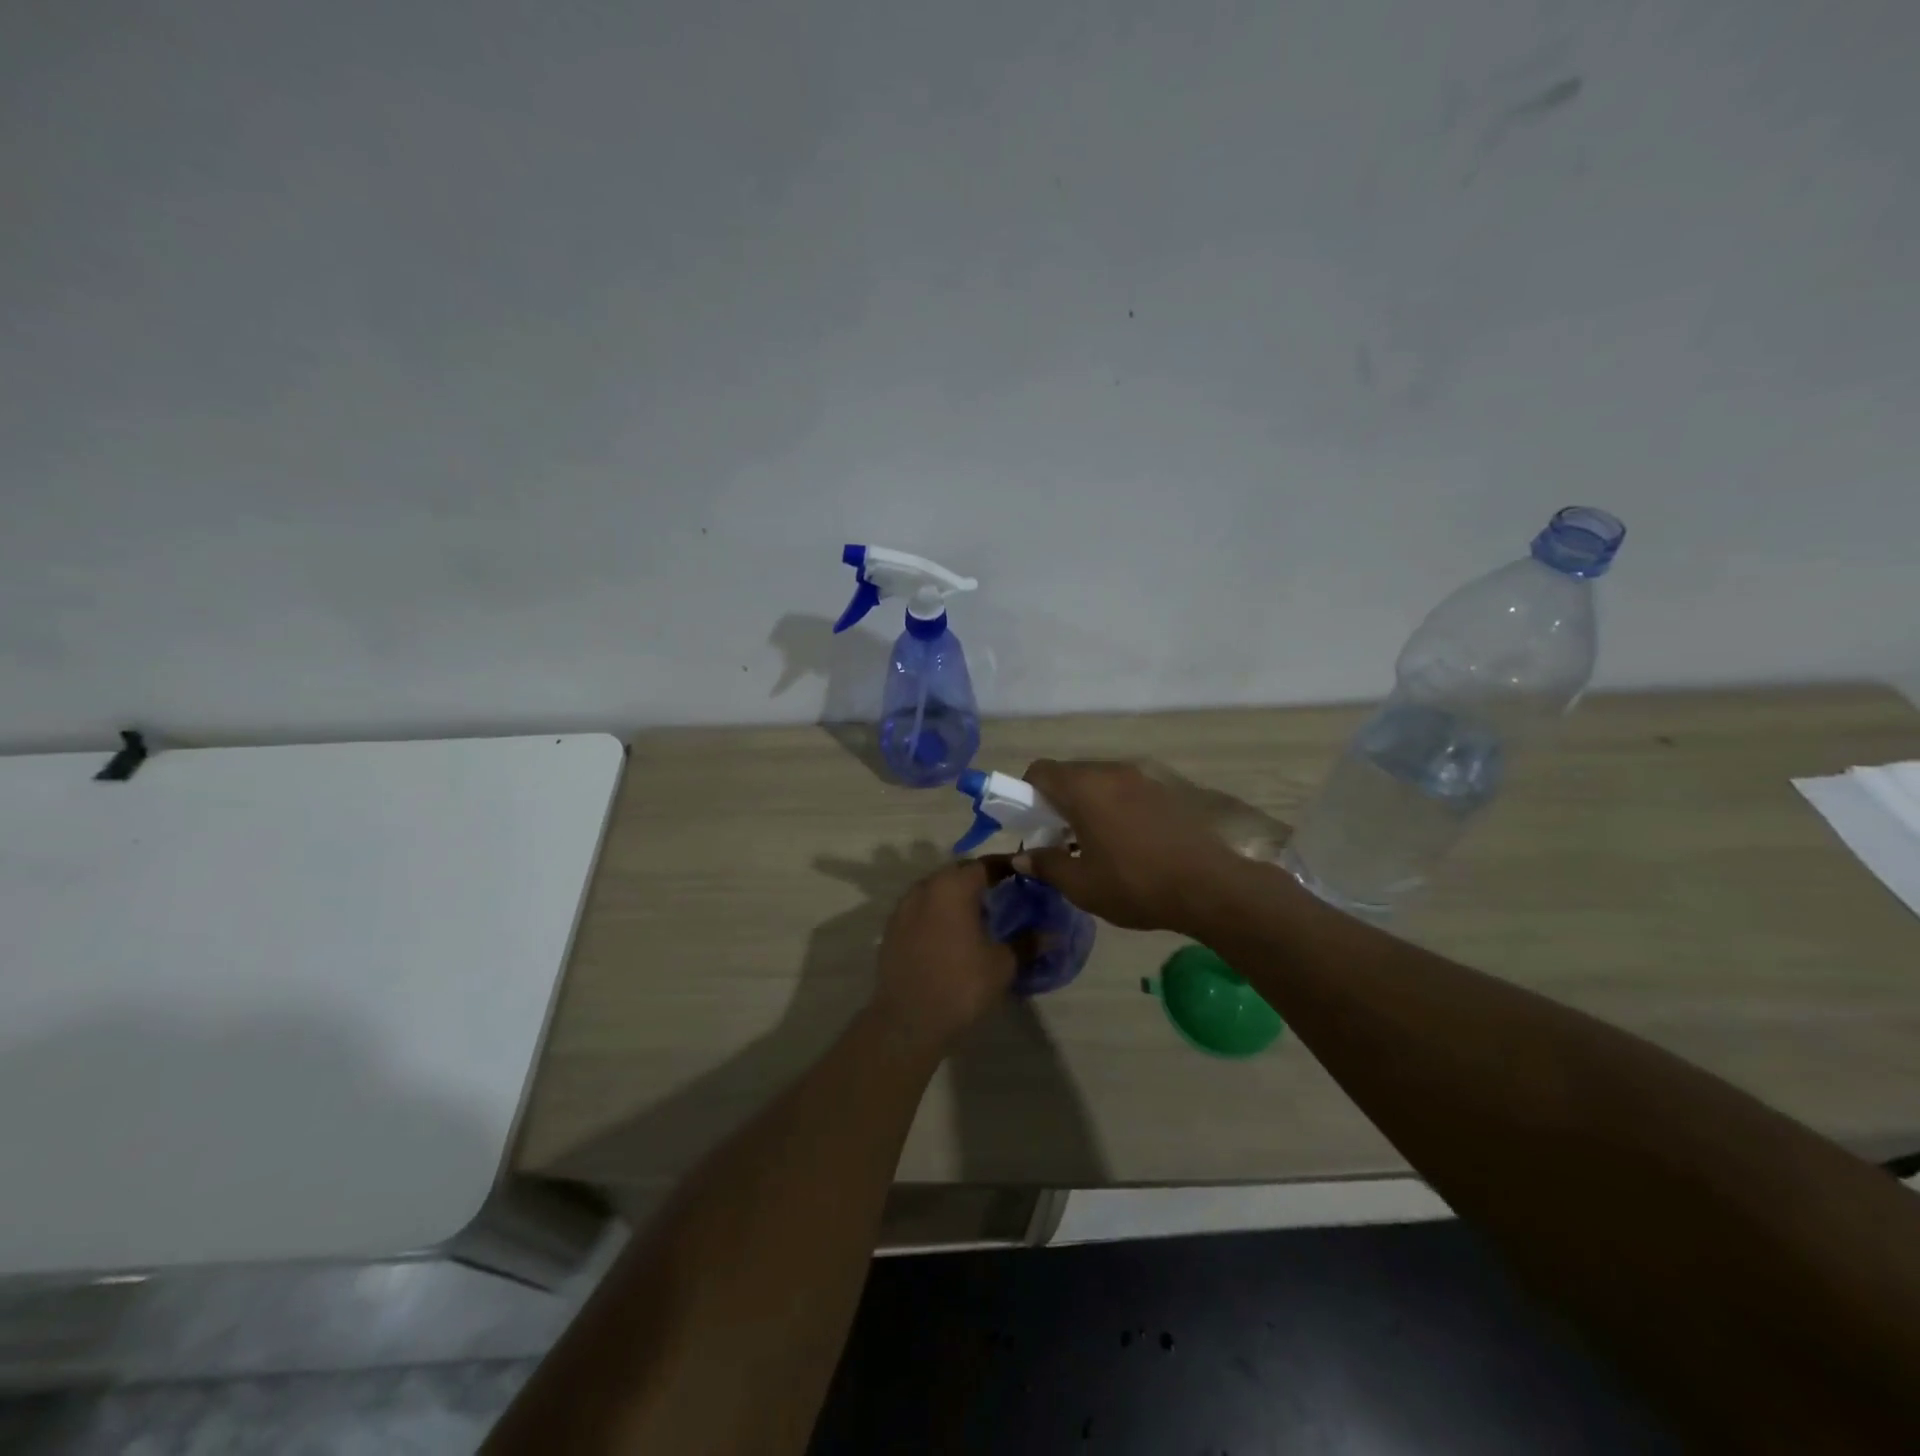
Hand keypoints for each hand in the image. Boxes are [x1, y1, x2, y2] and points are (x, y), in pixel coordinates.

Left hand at [871, 860, 1015, 1053]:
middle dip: (980, 880)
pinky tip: (951, 935)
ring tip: (978, 916)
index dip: (1007, 867)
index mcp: (953, 886)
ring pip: (936, 889)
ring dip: (957, 896)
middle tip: (1003, 895)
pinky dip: (938, 913)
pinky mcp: (891, 928)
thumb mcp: (1003, 965)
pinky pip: (921, 909)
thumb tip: (1053, 934)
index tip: (1024, 875)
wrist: (907, 1021)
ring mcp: (903, 907)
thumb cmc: (961, 985)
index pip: (985, 864)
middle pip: (958, 873)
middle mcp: (925, 887)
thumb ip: (1027, 942)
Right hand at [1017, 759, 1243, 932]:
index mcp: (1084, 788)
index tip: (1031, 824)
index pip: (1040, 771)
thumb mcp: (1082, 885)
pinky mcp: (1168, 788)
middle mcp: (1112, 771)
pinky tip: (1128, 842)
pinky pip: (1128, 789)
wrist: (1210, 886)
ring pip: (1101, 781)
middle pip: (1071, 774)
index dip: (1026, 793)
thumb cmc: (1136, 884)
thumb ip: (1046, 865)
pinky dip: (1116, 806)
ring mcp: (1144, 777)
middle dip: (1058, 802)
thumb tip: (1022, 858)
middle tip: (1061, 840)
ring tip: (1096, 844)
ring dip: (1089, 804)